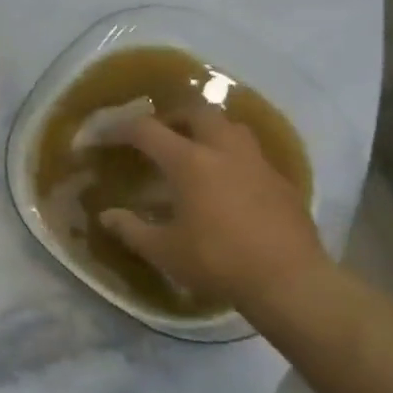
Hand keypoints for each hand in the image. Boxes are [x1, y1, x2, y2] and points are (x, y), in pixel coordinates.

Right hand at [98, 104, 327, 311]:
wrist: (289, 280)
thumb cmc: (217, 261)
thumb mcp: (164, 251)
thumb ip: (131, 229)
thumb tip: (106, 216)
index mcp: (190, 162)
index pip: (147, 130)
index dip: (119, 129)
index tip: (104, 136)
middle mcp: (224, 150)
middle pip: (196, 111)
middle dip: (172, 117)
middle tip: (158, 136)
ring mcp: (257, 162)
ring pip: (230, 126)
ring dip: (208, 130)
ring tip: (195, 151)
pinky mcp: (281, 180)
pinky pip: (252, 153)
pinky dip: (232, 156)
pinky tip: (228, 182)